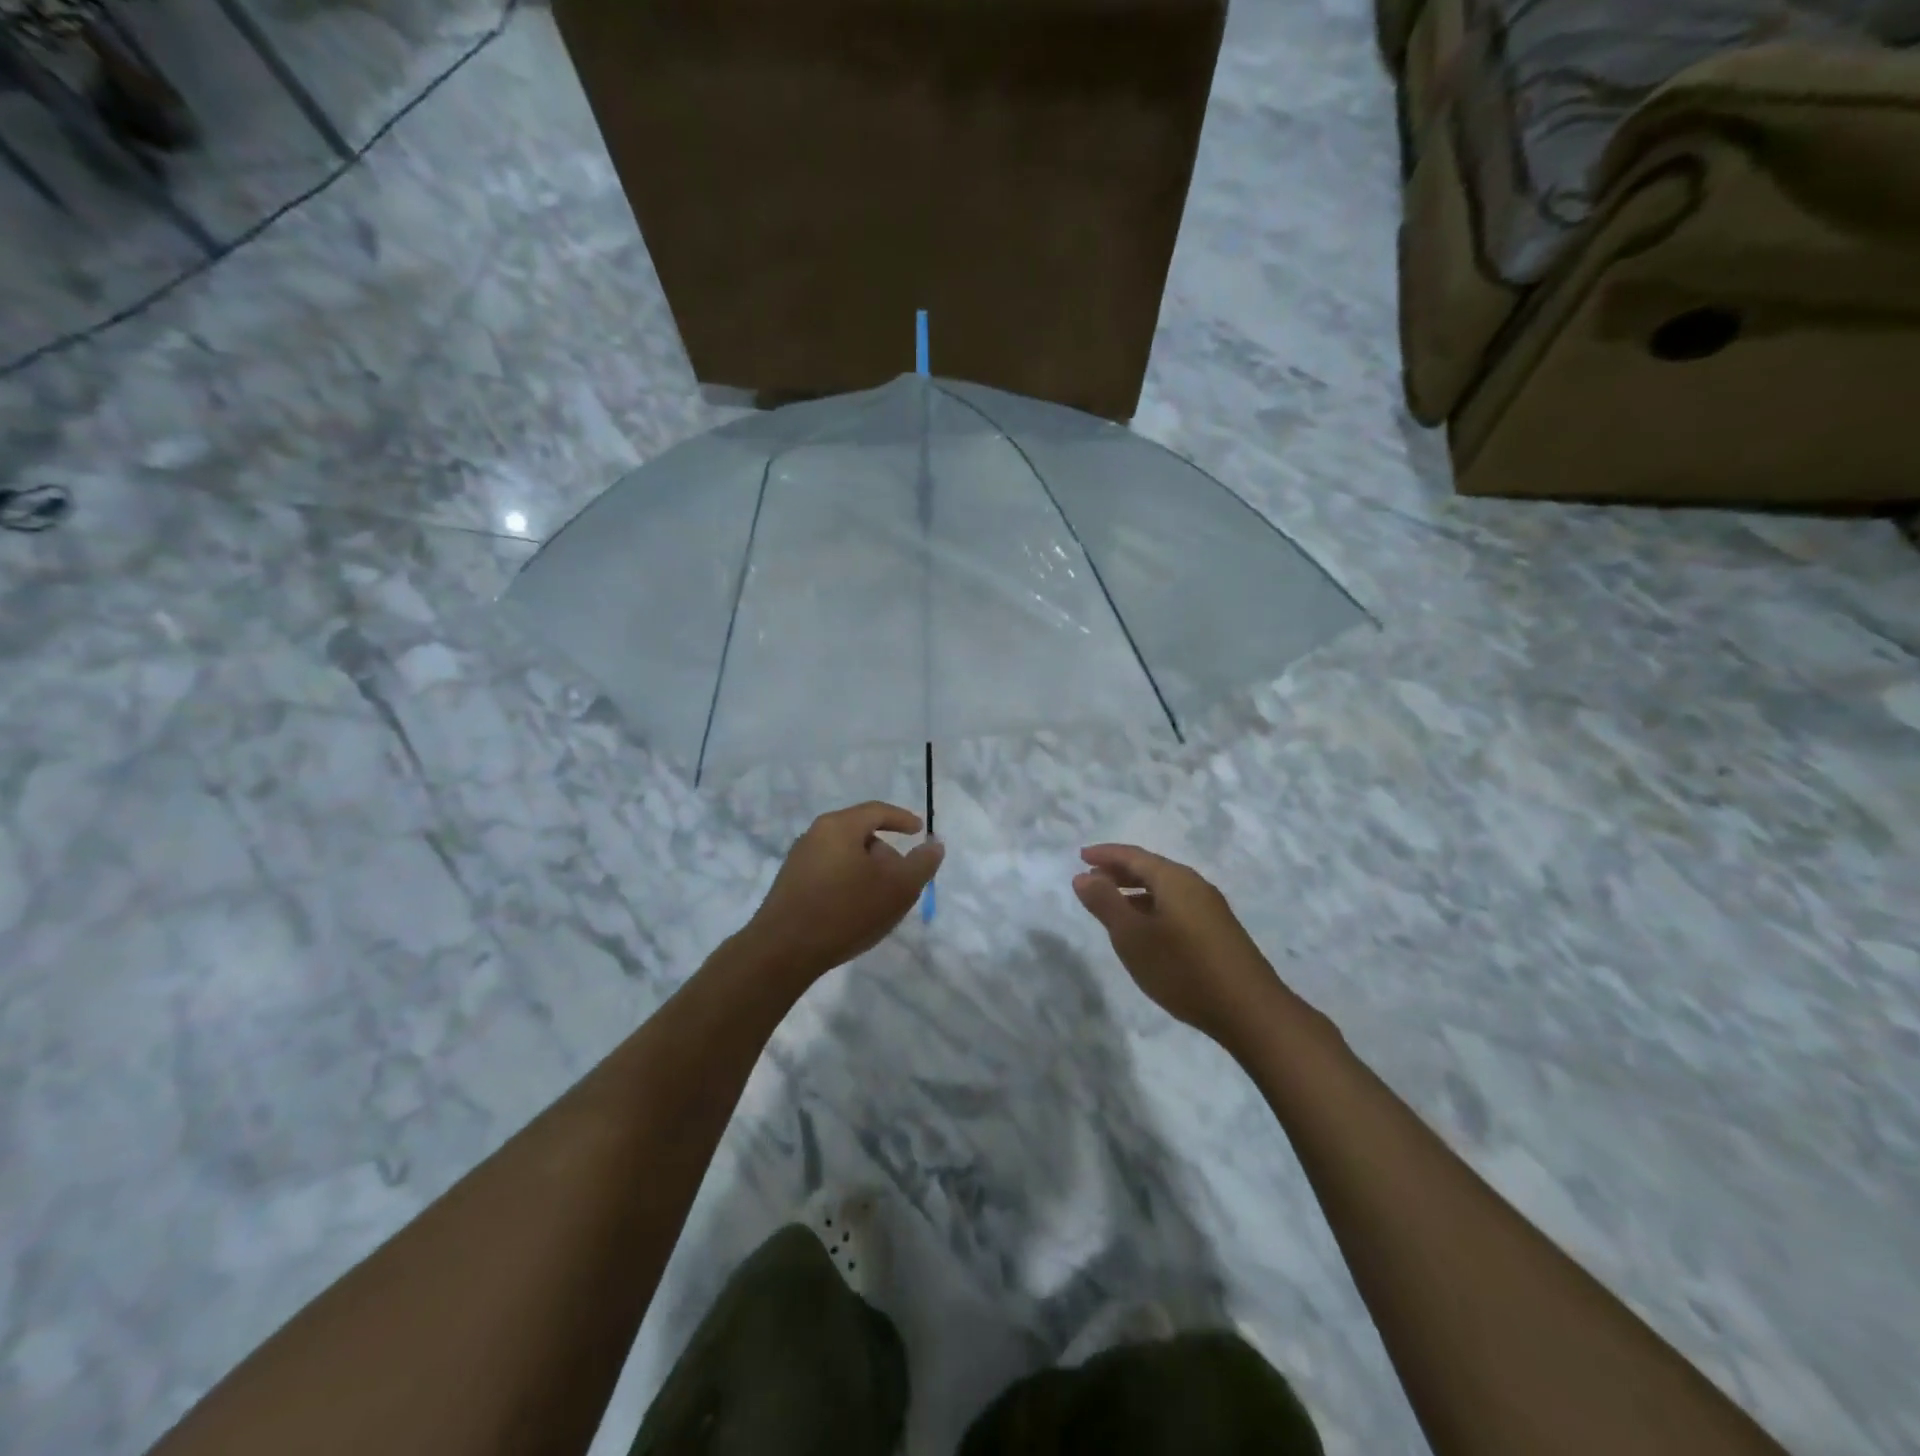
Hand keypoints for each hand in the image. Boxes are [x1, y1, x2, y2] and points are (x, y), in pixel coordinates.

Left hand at [741, 802, 943, 985]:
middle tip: (902, 881)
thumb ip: (922, 864)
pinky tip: (853, 912)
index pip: (877, 811)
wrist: (783, 951)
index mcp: (839, 826)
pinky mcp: (790, 884)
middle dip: (886, 854)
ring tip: (879, 902)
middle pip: (861, 834)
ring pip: (845, 856)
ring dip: (867, 872)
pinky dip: (848, 884)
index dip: (902, 819)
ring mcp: (799, 860)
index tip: (919, 831)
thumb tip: (934, 845)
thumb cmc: (846, 911)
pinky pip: (829, 873)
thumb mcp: (898, 888)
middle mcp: (815, 834)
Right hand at [1073, 844, 1284, 1048]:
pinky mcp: (1218, 931)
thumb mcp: (1132, 936)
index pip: (1133, 855)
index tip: (1080, 856)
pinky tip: (1145, 930)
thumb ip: (1105, 903)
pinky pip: (1176, 906)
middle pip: (1150, 868)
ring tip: (1111, 905)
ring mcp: (1210, 908)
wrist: (1249, 1011)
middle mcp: (1194, 885)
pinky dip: (1152, 907)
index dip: (1104, 854)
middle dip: (1118, 871)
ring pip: (1164, 889)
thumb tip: (1083, 876)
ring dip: (1135, 891)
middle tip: (1091, 879)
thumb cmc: (1183, 968)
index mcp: (1174, 879)